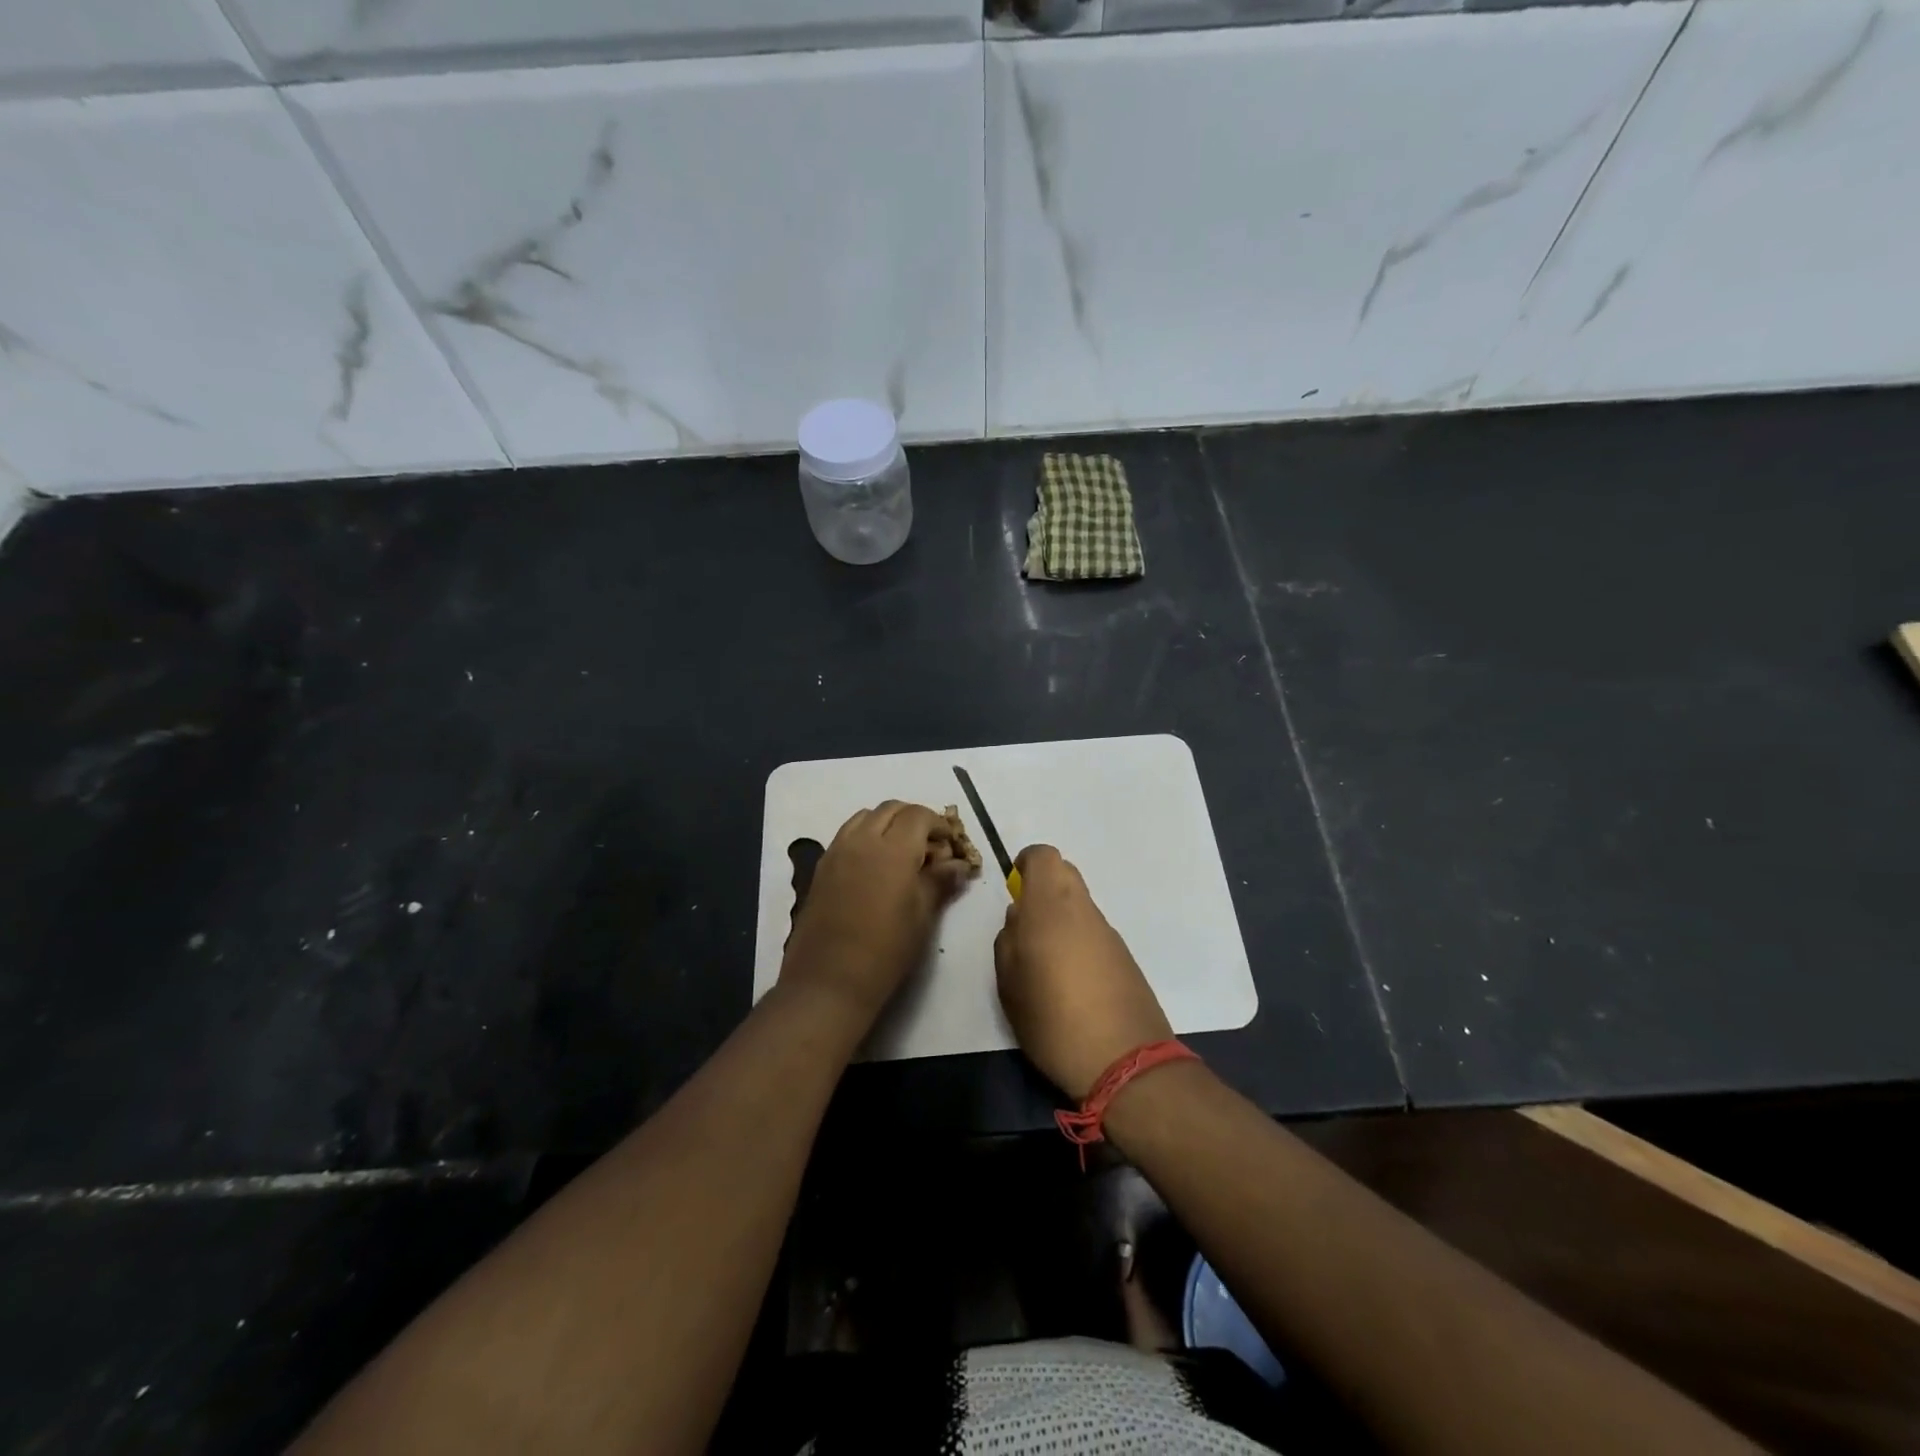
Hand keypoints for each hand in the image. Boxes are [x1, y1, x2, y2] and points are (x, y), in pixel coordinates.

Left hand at [780, 801, 972, 1023]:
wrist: (829, 980)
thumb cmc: (886, 950)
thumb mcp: (922, 916)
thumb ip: (940, 881)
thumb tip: (958, 865)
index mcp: (892, 849)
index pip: (918, 815)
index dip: (939, 825)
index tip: (950, 846)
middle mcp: (862, 840)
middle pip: (891, 809)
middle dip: (914, 819)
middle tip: (930, 847)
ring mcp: (837, 850)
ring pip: (866, 817)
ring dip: (888, 824)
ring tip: (902, 853)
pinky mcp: (822, 866)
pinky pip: (847, 834)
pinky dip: (866, 835)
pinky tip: (875, 866)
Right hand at [993, 845, 1172, 1099]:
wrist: (1124, 1060)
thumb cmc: (1051, 1018)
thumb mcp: (1009, 982)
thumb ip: (1008, 939)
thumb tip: (1019, 917)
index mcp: (1050, 906)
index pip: (1044, 856)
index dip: (1026, 865)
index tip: (1014, 890)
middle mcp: (1083, 909)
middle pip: (1064, 874)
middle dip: (1043, 889)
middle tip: (1025, 927)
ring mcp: (1108, 932)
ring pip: (1079, 905)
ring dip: (1061, 918)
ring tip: (1045, 964)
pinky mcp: (1124, 956)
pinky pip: (1094, 932)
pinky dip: (1079, 942)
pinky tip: (1071, 982)